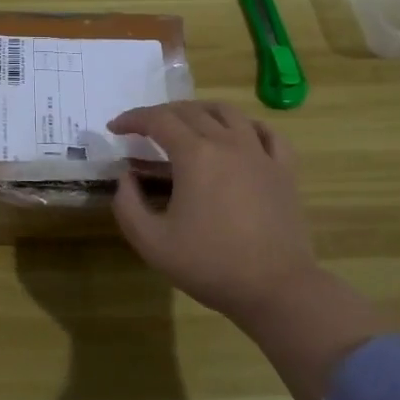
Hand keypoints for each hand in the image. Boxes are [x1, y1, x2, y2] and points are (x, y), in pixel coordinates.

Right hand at [106, 101, 320, 324]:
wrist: (276, 288)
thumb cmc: (210, 264)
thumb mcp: (151, 242)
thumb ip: (127, 205)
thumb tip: (126, 177)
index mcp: (195, 155)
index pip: (157, 120)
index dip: (132, 118)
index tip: (115, 128)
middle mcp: (228, 143)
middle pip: (190, 111)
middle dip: (161, 114)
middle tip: (143, 129)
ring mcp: (260, 153)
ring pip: (228, 112)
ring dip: (200, 111)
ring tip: (185, 123)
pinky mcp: (284, 170)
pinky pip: (266, 132)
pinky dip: (245, 125)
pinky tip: (237, 135)